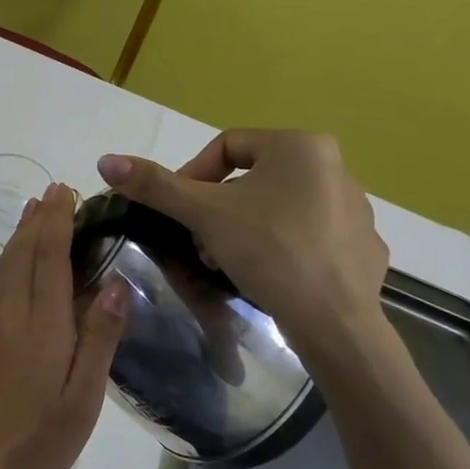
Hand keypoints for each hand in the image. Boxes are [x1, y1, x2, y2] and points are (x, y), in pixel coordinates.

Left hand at [0, 185, 127, 468]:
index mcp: (41, 326)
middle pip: (22, 253)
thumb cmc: (33, 444)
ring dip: (21, 234)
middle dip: (39, 219)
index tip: (65, 192)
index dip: (57, 222)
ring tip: (35, 213)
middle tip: (54, 191)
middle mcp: (10, 315)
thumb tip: (114, 284)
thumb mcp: (80, 402)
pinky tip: (17, 263)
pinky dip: (9, 259)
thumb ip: (97, 341)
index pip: (48, 258)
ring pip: (5, 266)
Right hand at [96, 129, 388, 351]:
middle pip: (251, 178)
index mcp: (300, 146)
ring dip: (244, 227)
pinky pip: (309, 235)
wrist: (335, 322)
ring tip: (229, 261)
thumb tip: (105, 160)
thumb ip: (154, 185)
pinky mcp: (363, 245)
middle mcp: (335, 166)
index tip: (180, 212)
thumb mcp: (203, 214)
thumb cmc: (269, 251)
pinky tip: (270, 274)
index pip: (227, 146)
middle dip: (217, 208)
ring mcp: (356, 208)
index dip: (192, 175)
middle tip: (200, 241)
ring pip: (279, 206)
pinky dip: (283, 247)